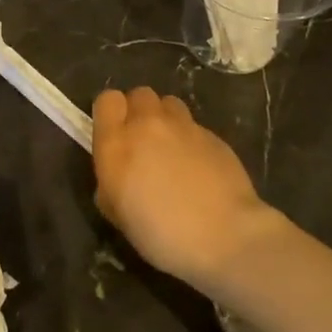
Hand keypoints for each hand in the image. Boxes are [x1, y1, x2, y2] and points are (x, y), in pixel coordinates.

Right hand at [91, 87, 282, 292]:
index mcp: (117, 143)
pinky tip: (197, 167)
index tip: (113, 135)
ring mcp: (184, 126)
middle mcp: (148, 125)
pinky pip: (193, 126)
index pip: (106, 100)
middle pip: (138, 94)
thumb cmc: (162, 234)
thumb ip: (110, 183)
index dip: (109, 114)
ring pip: (168, 103)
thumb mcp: (118, 215)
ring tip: (170, 148)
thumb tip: (117, 174)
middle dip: (138, 112)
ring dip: (164, 119)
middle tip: (142, 143)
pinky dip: (190, 139)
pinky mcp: (212, 135)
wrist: (225, 236)